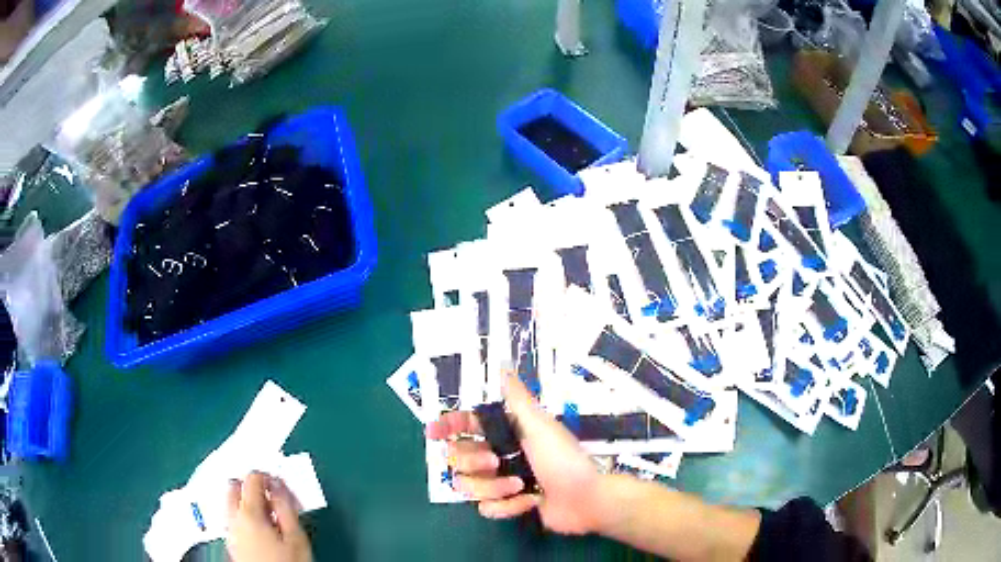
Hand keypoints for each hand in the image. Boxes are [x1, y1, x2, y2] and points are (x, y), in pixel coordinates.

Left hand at [225, 472, 312, 561]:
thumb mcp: (296, 538)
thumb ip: (287, 508)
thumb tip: (279, 485)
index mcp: (248, 512)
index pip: (252, 478)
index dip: (268, 477)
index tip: (283, 487)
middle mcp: (233, 517)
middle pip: (234, 485)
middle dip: (252, 485)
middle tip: (273, 497)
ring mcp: (229, 530)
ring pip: (231, 502)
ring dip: (246, 500)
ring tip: (270, 515)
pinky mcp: (231, 542)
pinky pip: (233, 517)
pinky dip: (244, 515)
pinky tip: (261, 529)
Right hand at [426, 373, 607, 534]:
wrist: (586, 499)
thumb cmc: (563, 458)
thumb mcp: (540, 425)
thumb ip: (517, 398)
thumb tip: (502, 365)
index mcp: (505, 432)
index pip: (466, 425)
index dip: (447, 426)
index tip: (433, 432)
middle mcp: (498, 455)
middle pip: (458, 458)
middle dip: (473, 461)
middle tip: (494, 462)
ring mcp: (500, 482)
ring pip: (468, 485)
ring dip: (492, 487)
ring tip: (518, 486)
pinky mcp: (506, 505)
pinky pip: (486, 508)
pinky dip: (506, 506)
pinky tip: (529, 501)